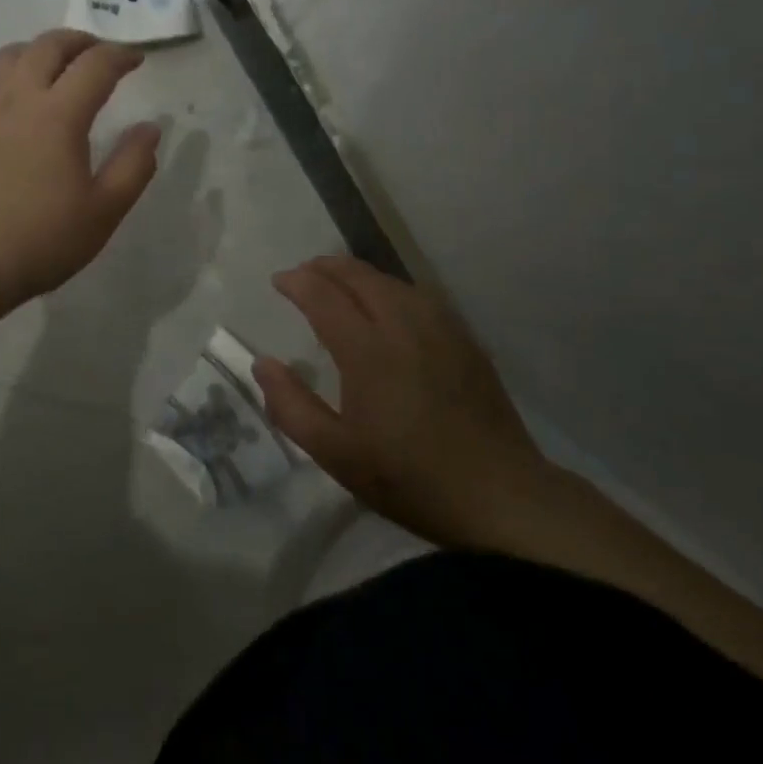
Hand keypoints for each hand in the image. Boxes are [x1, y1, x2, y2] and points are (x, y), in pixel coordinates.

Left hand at [0, 30, 160, 317]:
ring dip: (39, 52)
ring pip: (9, 54)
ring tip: (53, 68)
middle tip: (98, 55)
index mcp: (58, 114)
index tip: (136, 60)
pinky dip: (1, 73)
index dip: (121, 56)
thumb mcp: (103, 212)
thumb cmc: (39, 240)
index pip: (96, 65)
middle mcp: (16, 95)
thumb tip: (149, 129)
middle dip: (81, 42)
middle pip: (50, 45)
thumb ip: (133, 165)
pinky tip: (5, 92)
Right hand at [253, 256, 556, 549]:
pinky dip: (392, 288)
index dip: (298, 282)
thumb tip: (263, 363)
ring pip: (393, 282)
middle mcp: (404, 326)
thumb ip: (291, 406)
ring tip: (340, 281)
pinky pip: (421, 296)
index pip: (325, 297)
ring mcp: (441, 330)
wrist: (499, 496)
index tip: (279, 281)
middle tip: (304, 272)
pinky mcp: (466, 341)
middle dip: (327, 267)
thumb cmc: (408, 478)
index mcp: (368, 351)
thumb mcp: (335, 453)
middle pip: (360, 277)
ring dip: (360, 274)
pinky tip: (390, 303)